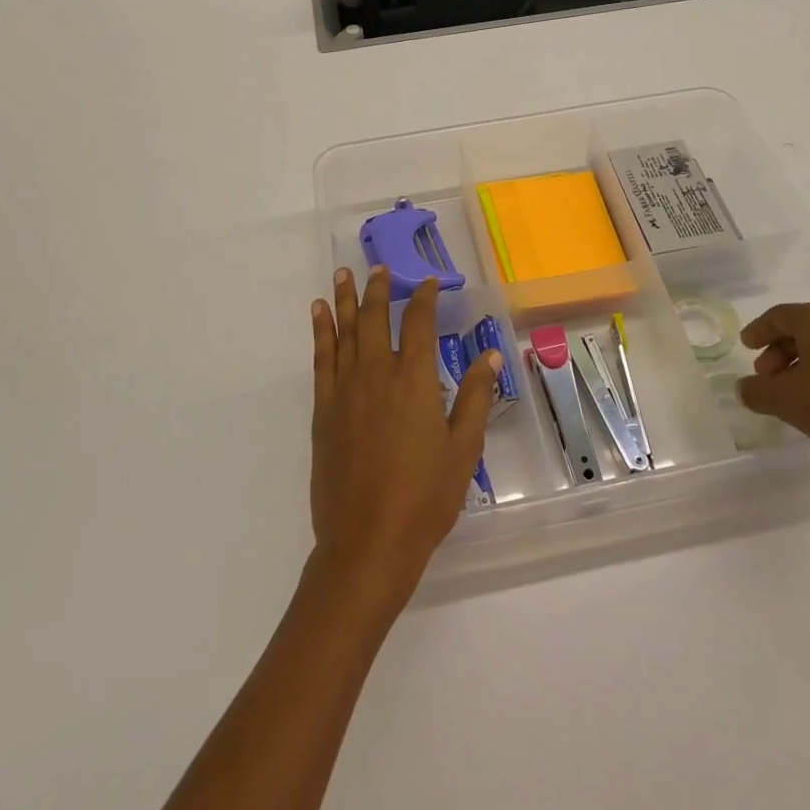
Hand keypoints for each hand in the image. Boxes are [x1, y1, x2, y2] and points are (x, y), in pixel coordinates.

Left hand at [308, 268, 497, 605]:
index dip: (424, 298)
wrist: (367, 541)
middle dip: (379, 289)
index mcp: (414, 381)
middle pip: (374, 318)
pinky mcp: (324, 410)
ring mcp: (345, 390)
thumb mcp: (463, 449)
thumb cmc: (424, 498)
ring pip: (344, 331)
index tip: (428, 282)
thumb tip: (490, 355)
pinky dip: (320, 332)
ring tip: (343, 273)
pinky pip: (321, 359)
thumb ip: (475, 397)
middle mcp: (376, 374)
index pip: (418, 324)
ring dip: (344, 299)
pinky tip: (319, 315)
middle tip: (381, 268)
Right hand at [737, 300, 809, 485]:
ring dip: (805, 364)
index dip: (759, 330)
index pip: (780, 316)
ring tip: (793, 393)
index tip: (746, 346)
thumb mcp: (785, 400)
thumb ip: (756, 391)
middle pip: (806, 328)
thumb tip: (745, 388)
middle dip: (781, 351)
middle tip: (767, 377)